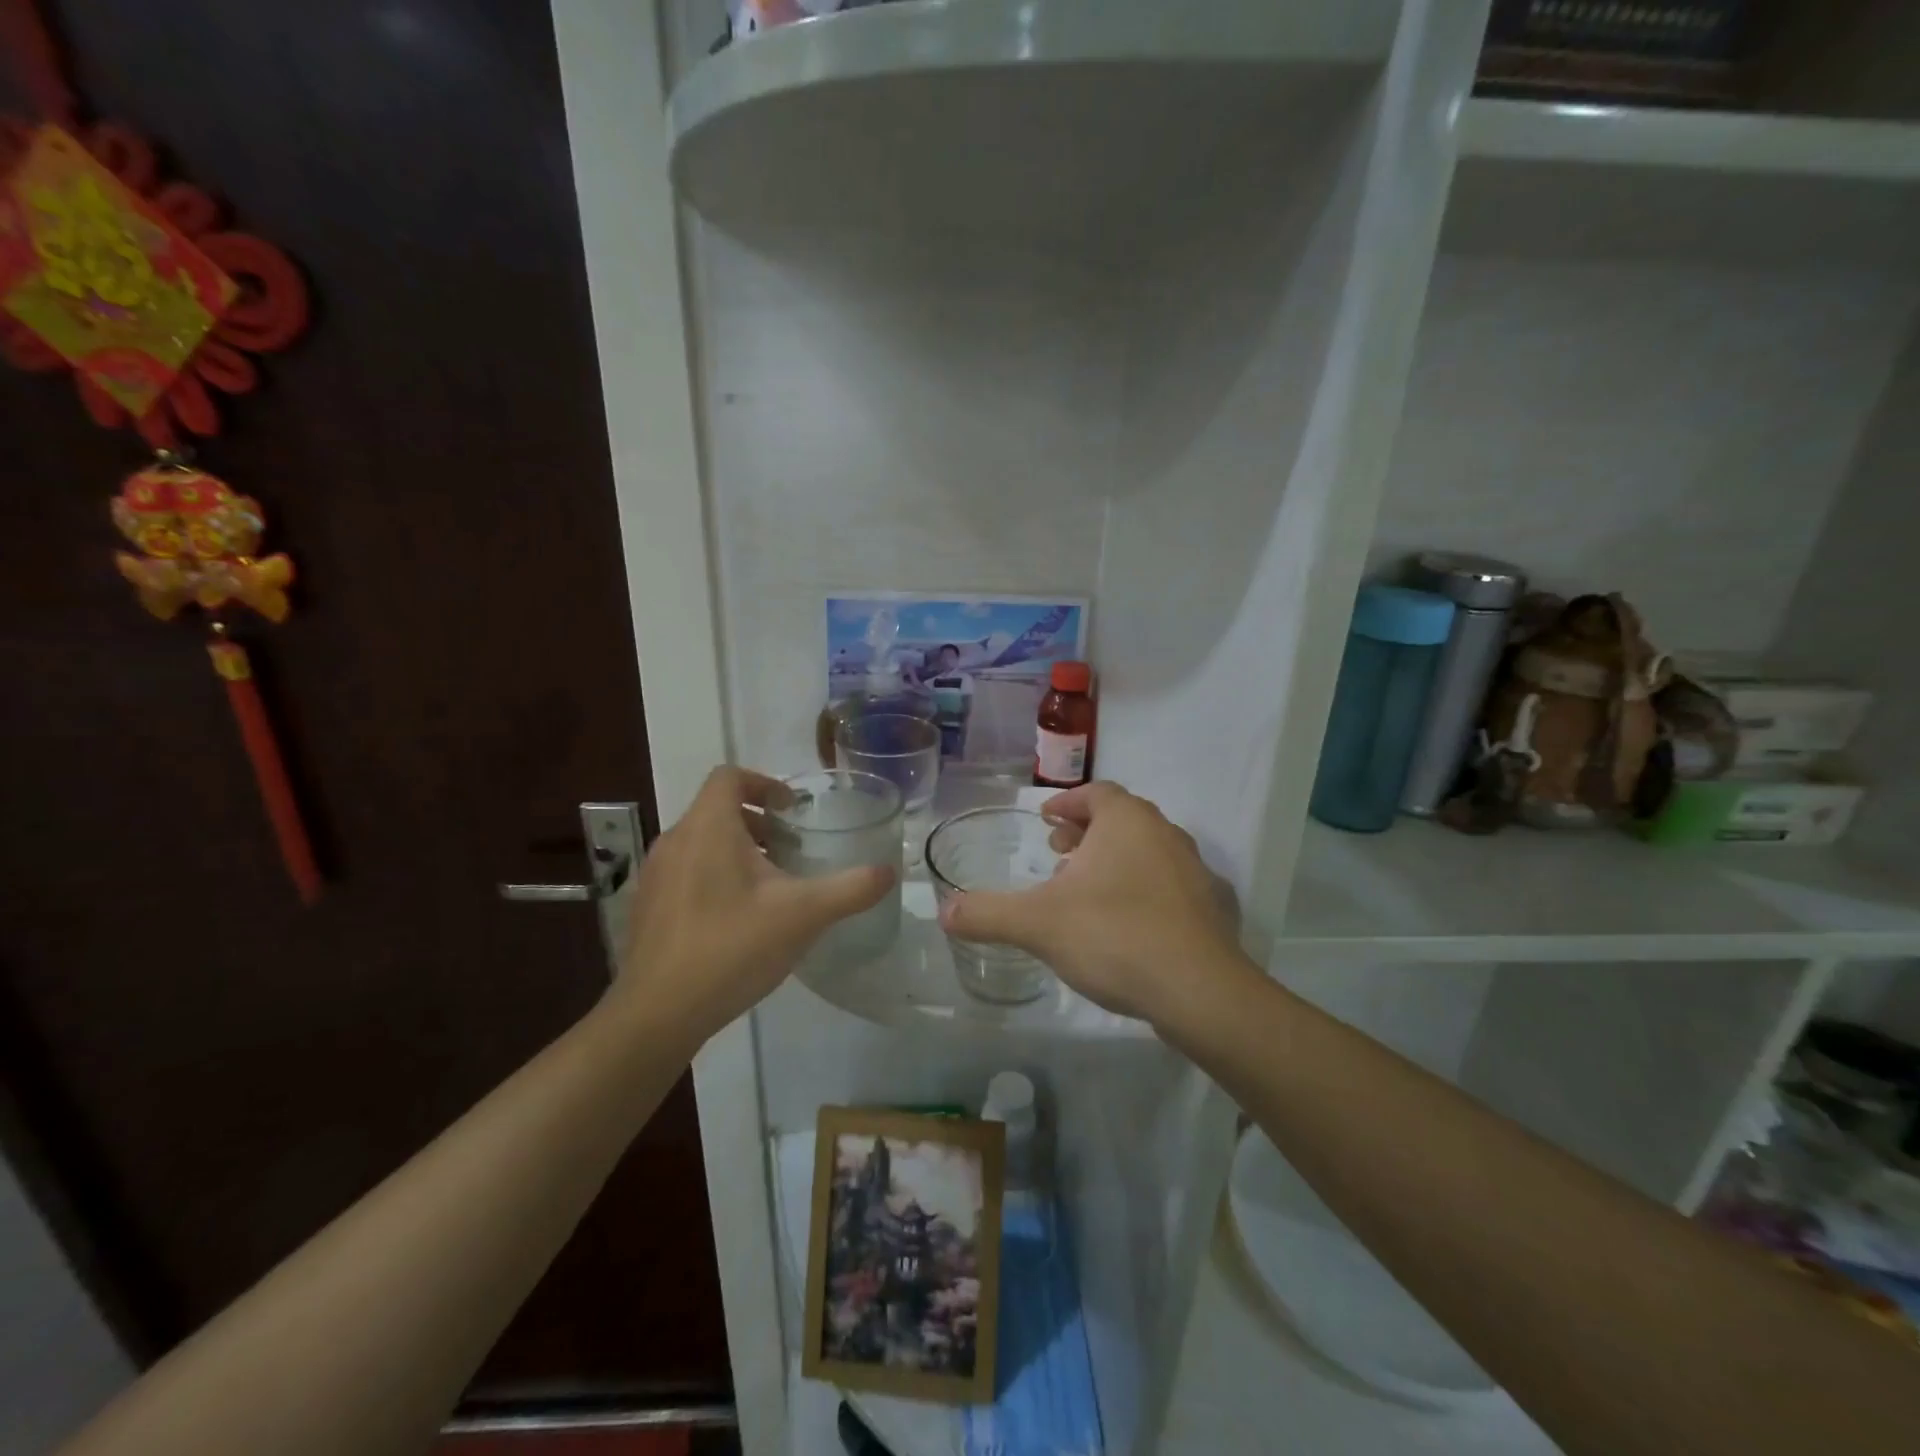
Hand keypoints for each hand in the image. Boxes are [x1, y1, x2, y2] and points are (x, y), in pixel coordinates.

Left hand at [610, 767, 894, 1040]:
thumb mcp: (803, 915)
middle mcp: (675, 840)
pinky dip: (716, 874)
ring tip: (771, 883)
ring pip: (701, 841)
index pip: (729, 777)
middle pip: (717, 809)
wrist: (657, 1014)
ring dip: (738, 848)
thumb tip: (890, 872)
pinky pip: (686, 870)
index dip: (764, 783)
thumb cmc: (731, 948)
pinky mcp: (648, 906)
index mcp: (708, 828)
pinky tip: (739, 918)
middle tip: (791, 848)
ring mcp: (655, 875)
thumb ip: (851, 889)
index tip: (793, 810)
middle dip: (758, 820)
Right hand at [937, 781, 1242, 1023]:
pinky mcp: (1212, 908)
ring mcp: (1195, 871)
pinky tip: (1125, 926)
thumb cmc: (1114, 936)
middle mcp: (1166, 833)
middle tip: (1058, 855)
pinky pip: (1168, 885)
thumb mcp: (1037, 924)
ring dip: (1114, 862)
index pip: (1096, 792)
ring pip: (1147, 851)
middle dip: (1086, 833)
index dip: (1067, 803)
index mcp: (1127, 821)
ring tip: (1085, 893)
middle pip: (1121, 819)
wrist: (1200, 992)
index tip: (1045, 821)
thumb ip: (987, 914)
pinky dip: (1142, 891)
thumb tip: (944, 912)